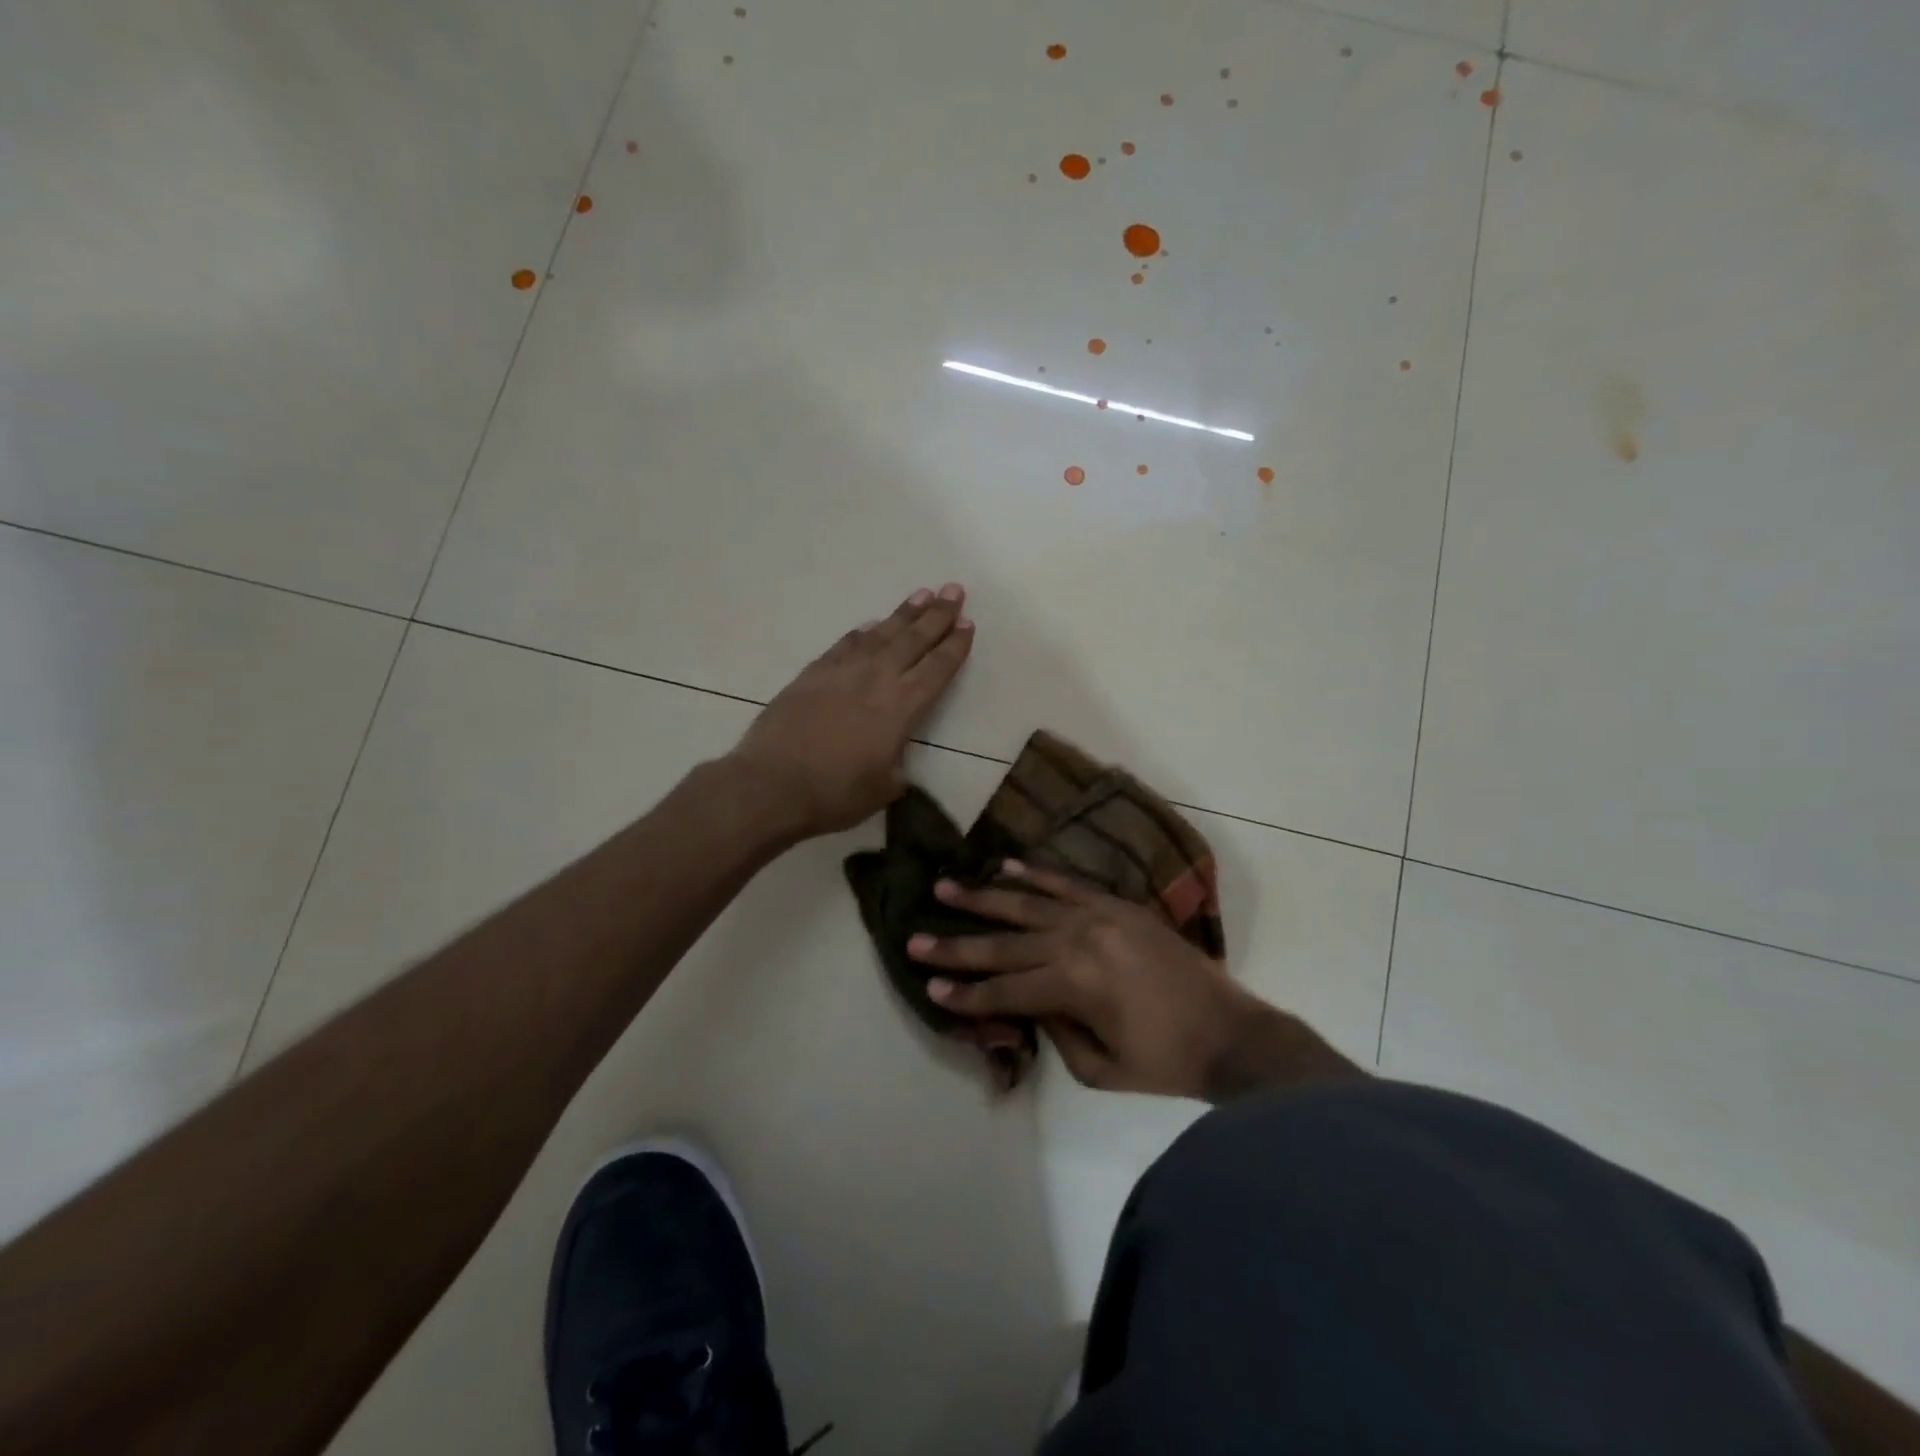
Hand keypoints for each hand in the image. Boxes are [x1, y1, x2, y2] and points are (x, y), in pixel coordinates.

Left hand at [729, 584, 973, 838]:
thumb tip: (894, 755)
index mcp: (902, 708)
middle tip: (954, 590)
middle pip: (914, 639)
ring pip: (881, 634)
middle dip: (937, 614)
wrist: (772, 784)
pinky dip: (863, 632)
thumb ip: (897, 765)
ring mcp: (843, 672)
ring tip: (922, 594)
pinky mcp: (813, 673)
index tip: (967, 624)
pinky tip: (871, 625)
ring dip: (904, 614)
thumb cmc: (835, 794)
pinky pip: (845, 644)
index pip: (937, 668)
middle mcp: (877, 679)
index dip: (954, 645)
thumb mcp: (884, 788)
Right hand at [904, 862, 1264, 1098]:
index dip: (965, 993)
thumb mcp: (1098, 1069)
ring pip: (1028, 902)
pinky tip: (1005, 866)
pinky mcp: (1118, 904)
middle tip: (915, 938)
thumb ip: (1053, 1031)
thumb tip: (1026, 1001)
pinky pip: (1068, 883)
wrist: (1231, 1031)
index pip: (1004, 989)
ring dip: (984, 896)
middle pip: (1005, 942)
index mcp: (1074, 985)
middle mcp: (1078, 940)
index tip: (930, 988)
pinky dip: (1034, 874)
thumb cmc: (1164, 1062)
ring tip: (945, 886)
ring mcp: (1099, 915)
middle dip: (957, 944)